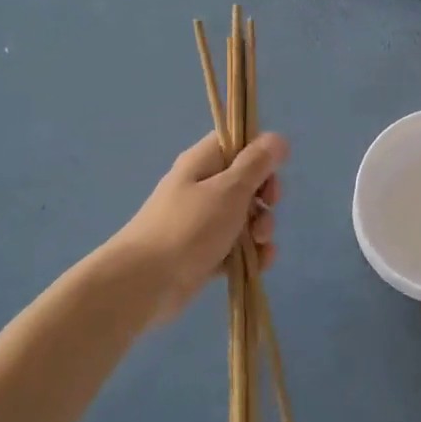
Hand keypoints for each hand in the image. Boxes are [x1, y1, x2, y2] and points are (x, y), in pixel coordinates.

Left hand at [108, 131, 285, 325]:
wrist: (143, 283)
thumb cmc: (189, 228)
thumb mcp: (229, 190)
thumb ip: (256, 164)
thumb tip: (278, 138)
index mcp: (202, 163)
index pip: (236, 143)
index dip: (259, 154)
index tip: (271, 174)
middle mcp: (201, 187)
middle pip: (246, 181)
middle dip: (265, 198)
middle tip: (266, 209)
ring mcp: (201, 222)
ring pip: (244, 217)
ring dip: (261, 229)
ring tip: (260, 245)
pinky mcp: (203, 253)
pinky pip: (235, 246)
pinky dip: (250, 254)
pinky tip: (259, 264)